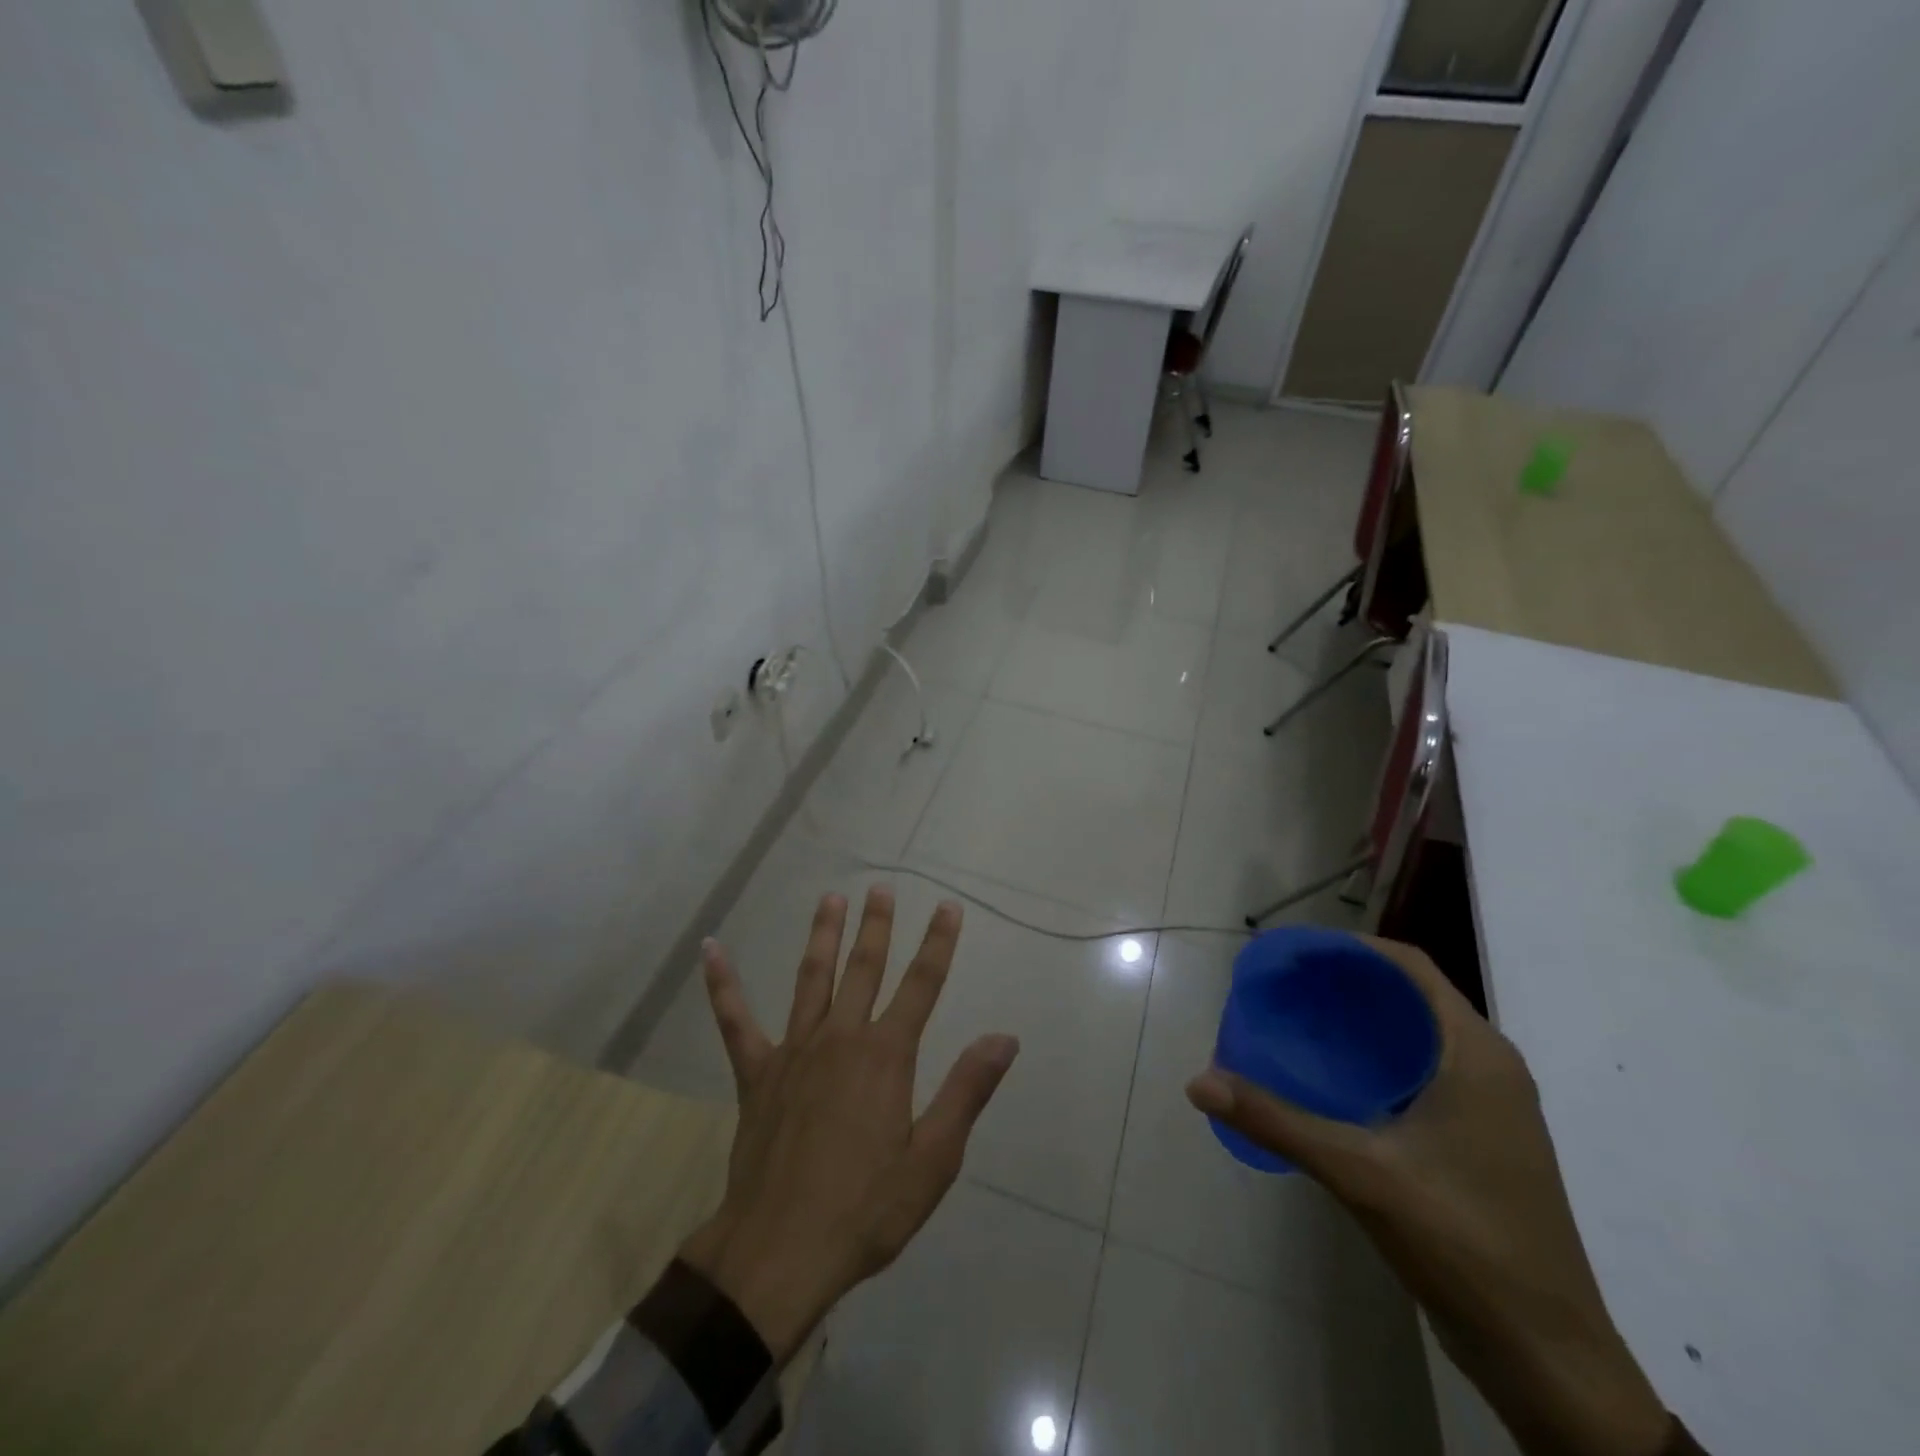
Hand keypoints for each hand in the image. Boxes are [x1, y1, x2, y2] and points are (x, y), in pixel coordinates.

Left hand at [677, 886, 1018, 1363]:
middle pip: (865, 968)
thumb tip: (1004, 1038)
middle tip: (881, 888)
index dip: (938, 943)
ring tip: (830, 899)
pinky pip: (735, 1020)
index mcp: (886, 1056)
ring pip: (812, 978)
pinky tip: (711, 949)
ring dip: (823, 936)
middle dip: (877, 926)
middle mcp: (841, 1038)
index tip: (948, 907)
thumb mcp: (933, 1160)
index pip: (921, 985)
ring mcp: (794, 1051)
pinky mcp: (756, 1073)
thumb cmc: (866, 1209)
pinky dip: (723, 984)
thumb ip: (967, 1091)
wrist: (779, 1252)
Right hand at [1186, 937, 1671, 1455]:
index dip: (1350, 948)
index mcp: (1476, 1054)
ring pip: (1417, 1036)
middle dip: (1346, 982)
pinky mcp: (1481, 1141)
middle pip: (1410, 996)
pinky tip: (1331, 1079)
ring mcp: (1490, 1108)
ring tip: (1298, 1020)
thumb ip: (1277, 1122)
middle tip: (1284, 984)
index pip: (1410, 966)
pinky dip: (1375, 1059)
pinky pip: (1421, 1072)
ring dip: (1361, 1021)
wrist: (1547, 1357)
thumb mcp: (1359, 1173)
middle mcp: (1489, 1067)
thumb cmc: (1463, 1242)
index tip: (1294, 952)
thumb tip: (1199, 1082)